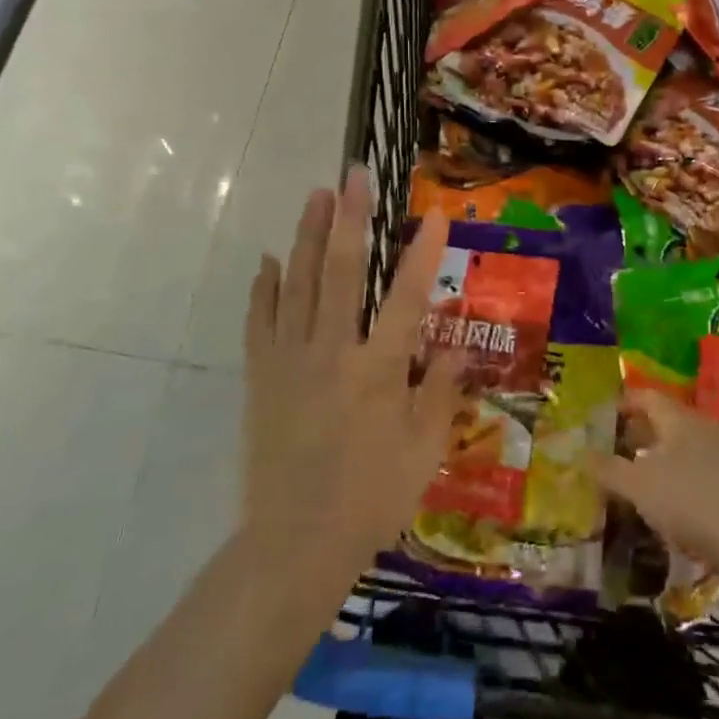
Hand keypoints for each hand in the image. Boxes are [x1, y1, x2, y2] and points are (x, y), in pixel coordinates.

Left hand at [241, 166, 463, 602]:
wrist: (294, 543)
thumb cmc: (371, 497)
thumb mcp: (424, 450)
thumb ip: (440, 391)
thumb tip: (458, 346)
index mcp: (378, 370)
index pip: (407, 298)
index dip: (422, 254)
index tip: (433, 215)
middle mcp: (333, 352)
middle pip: (342, 272)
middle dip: (350, 219)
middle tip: (353, 175)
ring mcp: (291, 361)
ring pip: (298, 285)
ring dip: (308, 236)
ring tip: (315, 196)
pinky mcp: (261, 377)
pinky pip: (260, 322)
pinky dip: (264, 288)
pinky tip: (269, 260)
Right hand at [594, 389, 718, 585]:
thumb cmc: (692, 502)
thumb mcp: (640, 487)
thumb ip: (609, 469)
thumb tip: (580, 453)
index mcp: (679, 419)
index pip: (647, 396)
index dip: (624, 402)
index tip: (602, 414)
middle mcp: (703, 429)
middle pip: (666, 421)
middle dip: (638, 431)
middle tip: (613, 446)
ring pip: (683, 447)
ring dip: (658, 457)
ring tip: (635, 477)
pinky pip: (698, 470)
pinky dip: (678, 478)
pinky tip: (669, 504)